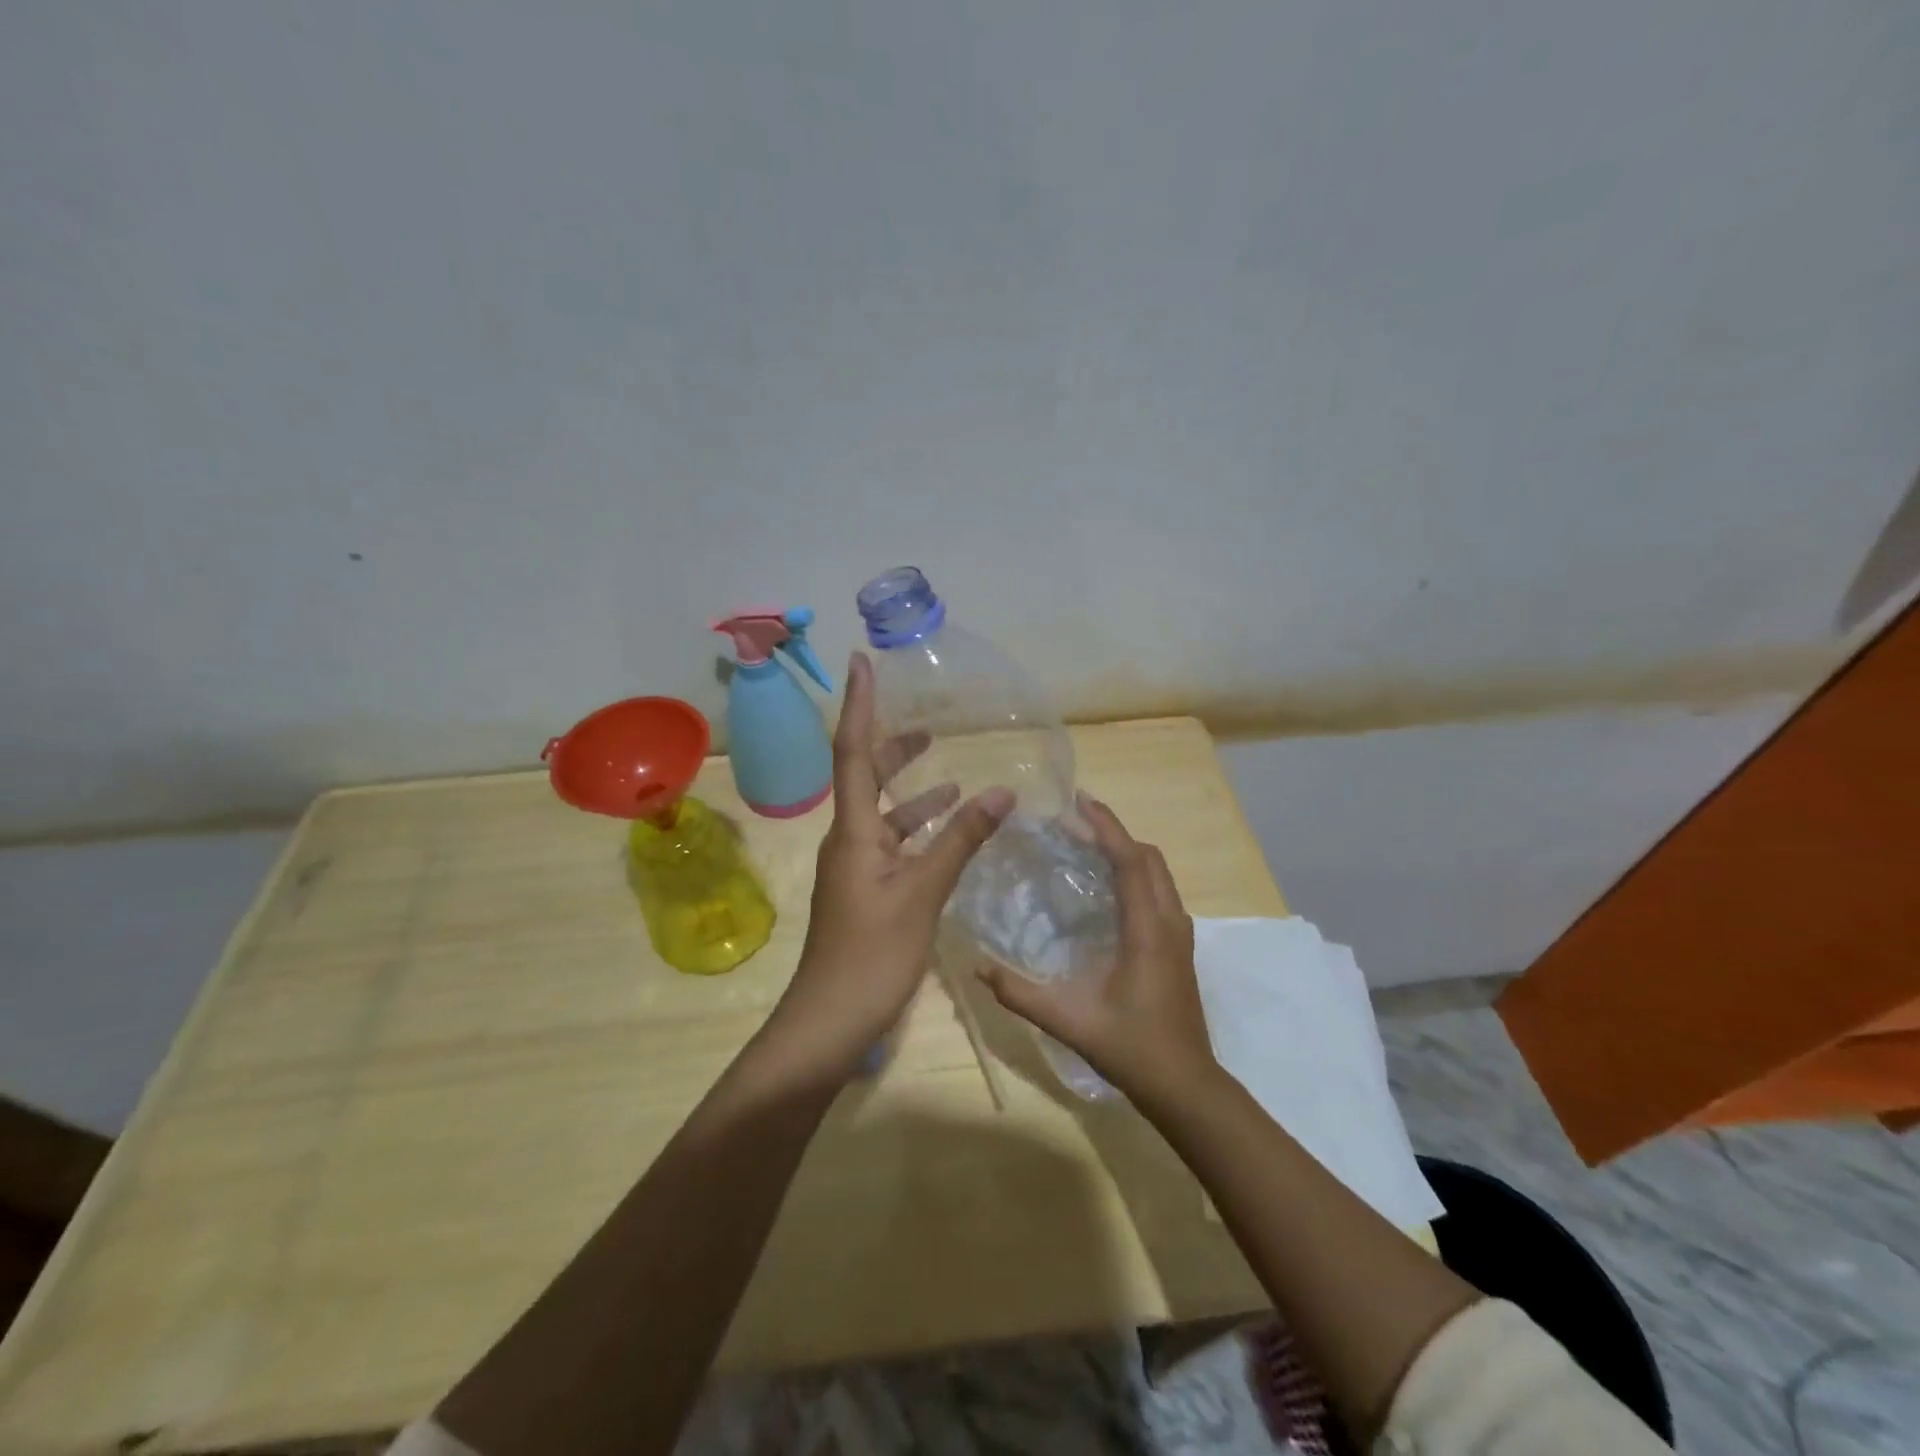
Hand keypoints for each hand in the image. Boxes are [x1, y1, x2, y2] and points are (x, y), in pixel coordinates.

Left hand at [770, 652, 1012, 1075]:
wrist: (830, 1022)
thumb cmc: (872, 955)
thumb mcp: (923, 893)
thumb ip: (961, 840)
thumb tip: (1000, 790)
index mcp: (853, 831)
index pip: (853, 752)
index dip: (859, 705)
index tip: (862, 663)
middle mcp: (849, 840)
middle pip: (866, 777)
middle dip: (895, 749)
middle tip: (928, 726)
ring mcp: (856, 868)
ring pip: (885, 815)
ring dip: (915, 794)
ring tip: (954, 778)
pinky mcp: (867, 892)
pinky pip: (894, 846)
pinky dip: (920, 833)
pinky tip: (949, 835)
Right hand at [976, 797, 1217, 1103]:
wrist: (1186, 1086)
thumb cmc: (1131, 1048)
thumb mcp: (1069, 1020)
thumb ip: (1020, 994)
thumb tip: (977, 967)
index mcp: (1148, 929)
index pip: (1131, 860)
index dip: (1107, 827)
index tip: (1080, 801)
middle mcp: (1170, 922)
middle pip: (1149, 857)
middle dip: (1115, 832)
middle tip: (1075, 822)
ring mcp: (1181, 935)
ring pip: (1158, 874)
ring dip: (1127, 852)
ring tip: (1088, 847)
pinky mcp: (1180, 947)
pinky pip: (1160, 892)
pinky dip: (1136, 874)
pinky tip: (1108, 889)